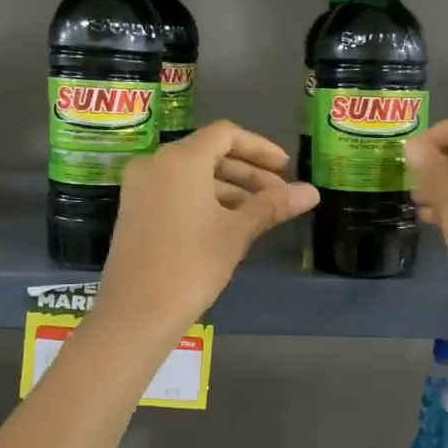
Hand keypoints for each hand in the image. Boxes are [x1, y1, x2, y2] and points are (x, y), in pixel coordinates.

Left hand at [97, 121, 318, 335]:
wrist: (136, 312)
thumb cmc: (191, 264)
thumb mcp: (237, 232)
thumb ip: (272, 205)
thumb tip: (312, 192)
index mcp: (180, 159)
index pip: (226, 134)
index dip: (260, 148)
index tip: (286, 168)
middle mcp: (155, 163)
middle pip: (209, 153)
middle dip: (248, 172)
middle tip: (279, 195)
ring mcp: (140, 187)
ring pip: (192, 174)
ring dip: (229, 188)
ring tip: (260, 214)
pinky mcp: (135, 210)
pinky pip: (176, 191)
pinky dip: (205, 199)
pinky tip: (229, 224)